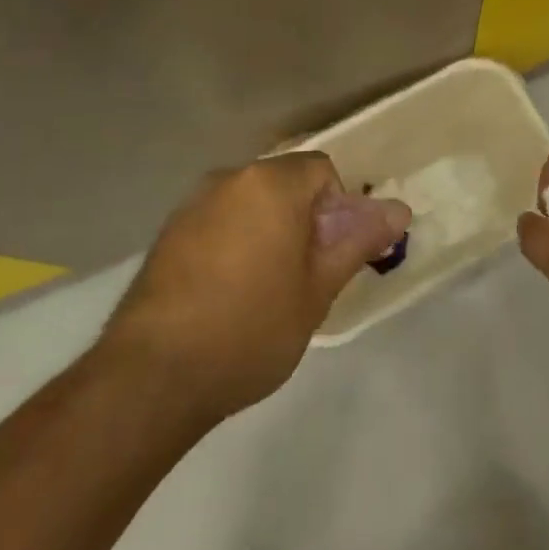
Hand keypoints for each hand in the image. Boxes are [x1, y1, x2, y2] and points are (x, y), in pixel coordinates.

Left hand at [100, 152, 410, 422]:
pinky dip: (233, 244)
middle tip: (305, 276)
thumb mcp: (318, 290)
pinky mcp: (166, 235)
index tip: (331, 256)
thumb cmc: (250, 328)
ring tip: (266, 290)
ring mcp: (192, 205)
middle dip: (303, 220)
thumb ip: (359, 241)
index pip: (322, 171)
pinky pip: (217, 223)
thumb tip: (398, 209)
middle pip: (284, 184)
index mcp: (271, 183)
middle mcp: (230, 179)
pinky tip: (226, 296)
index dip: (338, 209)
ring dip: (268, 231)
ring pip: (249, 204)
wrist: (150, 378)